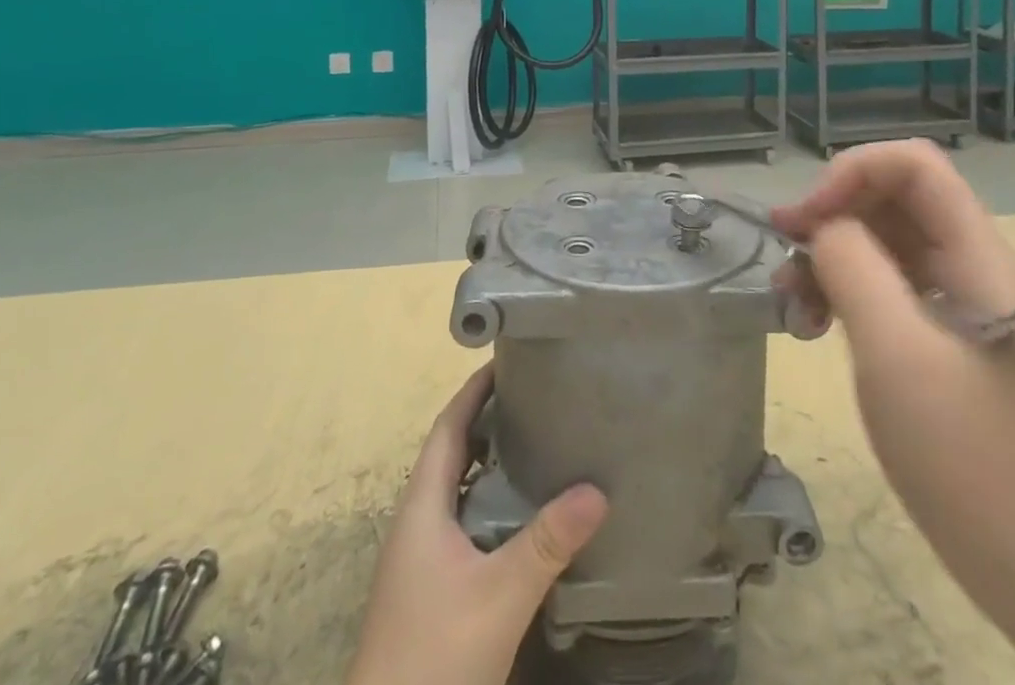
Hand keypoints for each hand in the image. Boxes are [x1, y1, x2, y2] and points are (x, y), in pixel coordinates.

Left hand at [347, 366, 608, 684]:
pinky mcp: (429, 587)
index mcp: (422, 505)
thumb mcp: (500, 596)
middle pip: (451, 451)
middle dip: (487, 419)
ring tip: (535, 441)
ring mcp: (419, 557)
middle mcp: (416, 521)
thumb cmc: (436, 656)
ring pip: (456, 488)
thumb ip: (547, 542)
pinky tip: (520, 515)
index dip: (474, 391)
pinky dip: (489, 501)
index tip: (508, 360)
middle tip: (534, 396)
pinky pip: (462, 520)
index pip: (448, 426)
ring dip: (488, 461)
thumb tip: (598, 489)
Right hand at [772, 143, 1014, 684]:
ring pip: (881, 239)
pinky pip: (883, 284)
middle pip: (892, 197)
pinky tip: (814, 325)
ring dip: (829, 254)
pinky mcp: (941, 336)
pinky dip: (842, 290)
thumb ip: (854, 269)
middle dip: (831, 213)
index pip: (913, 164)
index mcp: (976, 256)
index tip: (806, 221)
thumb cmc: (971, 461)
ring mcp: (957, 301)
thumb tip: (822, 228)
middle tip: (784, 255)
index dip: (852, 173)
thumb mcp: (897, 355)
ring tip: (792, 303)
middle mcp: (969, 264)